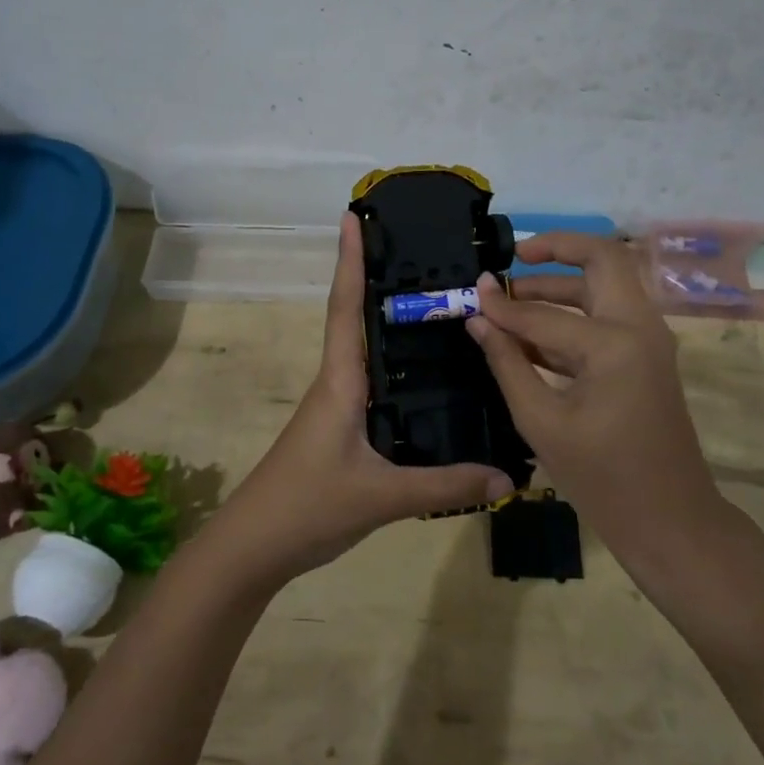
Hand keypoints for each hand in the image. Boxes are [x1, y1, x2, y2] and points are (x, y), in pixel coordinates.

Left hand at [202, 213, 514, 589]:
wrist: (254, 547)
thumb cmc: (308, 506)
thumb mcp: (381, 496)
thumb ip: (445, 485)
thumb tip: (509, 479)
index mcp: (340, 381)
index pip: (344, 307)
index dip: (349, 260)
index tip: (352, 217)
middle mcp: (337, 382)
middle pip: (353, 317)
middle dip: (373, 276)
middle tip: (414, 246)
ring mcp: (335, 405)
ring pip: (363, 349)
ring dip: (383, 317)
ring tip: (430, 296)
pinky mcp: (340, 428)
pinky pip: (371, 382)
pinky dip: (392, 363)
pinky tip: (424, 373)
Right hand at [466, 234, 734, 576]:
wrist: (671, 521)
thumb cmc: (602, 479)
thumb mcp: (541, 421)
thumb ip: (507, 362)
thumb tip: (478, 317)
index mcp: (615, 343)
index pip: (543, 313)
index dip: (502, 304)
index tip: (473, 292)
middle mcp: (639, 327)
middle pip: (604, 259)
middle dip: (559, 249)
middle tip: (516, 256)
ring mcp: (648, 340)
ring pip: (607, 285)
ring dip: (563, 283)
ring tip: (513, 296)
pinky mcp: (646, 357)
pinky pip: (607, 317)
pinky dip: (573, 314)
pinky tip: (532, 334)